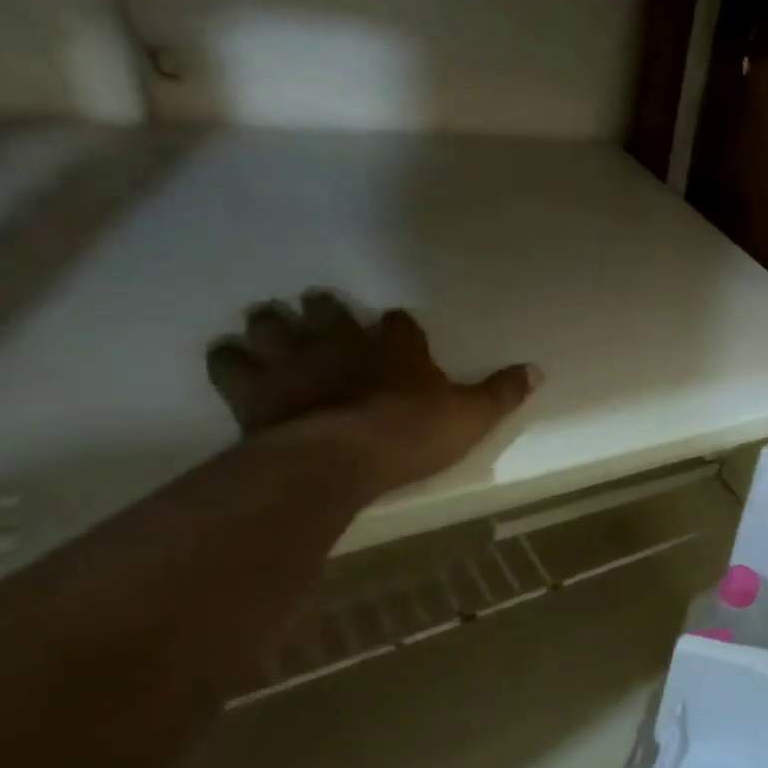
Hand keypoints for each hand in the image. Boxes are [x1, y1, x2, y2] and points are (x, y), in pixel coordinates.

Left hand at [206, 290, 537, 495]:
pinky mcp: (253, 390)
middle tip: (319, 310)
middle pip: (326, 310)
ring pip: (273, 325)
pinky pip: (230, 362)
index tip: (394, 328)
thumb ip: (502, 392)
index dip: (397, 326)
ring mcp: (294, 362)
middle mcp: (343, 343)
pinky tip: (232, 358)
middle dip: (323, 308)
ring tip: (270, 323)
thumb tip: (537, 370)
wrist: (339, 459)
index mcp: (397, 348)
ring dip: (271, 322)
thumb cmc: (413, 434)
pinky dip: (229, 358)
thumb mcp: (472, 416)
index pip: (398, 323)